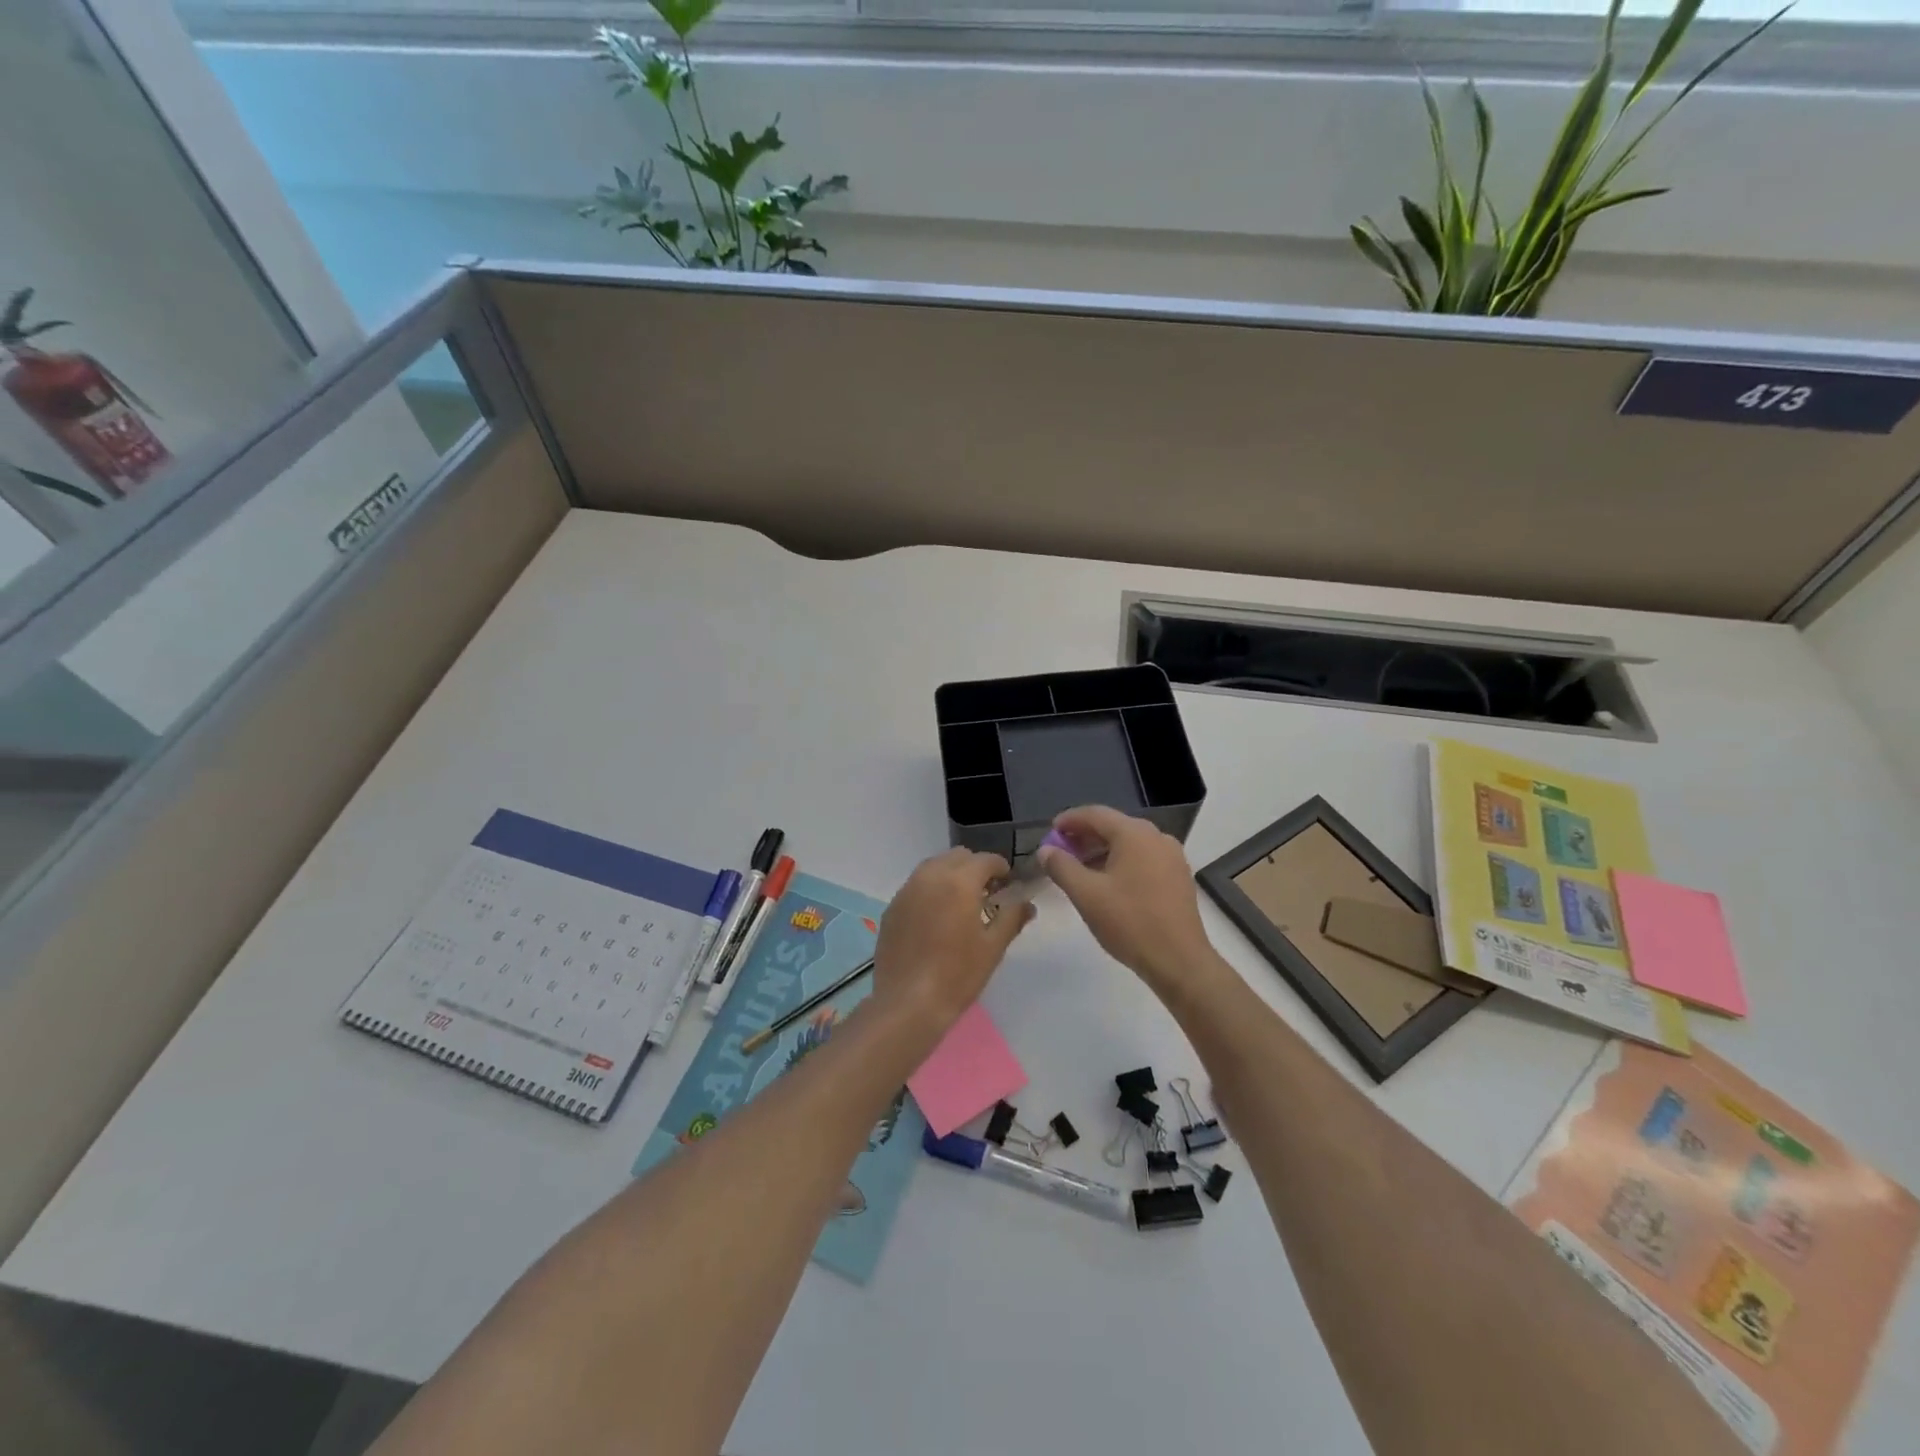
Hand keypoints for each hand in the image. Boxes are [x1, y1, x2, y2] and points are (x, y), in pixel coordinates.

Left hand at [871, 848, 1034, 1033]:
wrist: (907, 1003)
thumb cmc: (957, 975)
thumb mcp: (992, 947)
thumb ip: (1012, 918)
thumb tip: (1027, 903)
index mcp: (959, 882)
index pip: (985, 860)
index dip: (1000, 868)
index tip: (1008, 883)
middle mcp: (930, 876)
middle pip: (958, 857)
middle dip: (975, 868)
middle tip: (987, 892)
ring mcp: (906, 891)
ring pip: (933, 867)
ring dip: (951, 875)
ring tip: (961, 903)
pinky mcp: (892, 908)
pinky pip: (916, 885)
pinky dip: (931, 889)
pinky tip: (936, 916)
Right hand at [1038, 806, 1222, 997]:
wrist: (1179, 960)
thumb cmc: (1129, 922)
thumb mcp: (1086, 894)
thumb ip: (1061, 867)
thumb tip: (1046, 850)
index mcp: (1134, 834)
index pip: (1095, 814)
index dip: (1069, 820)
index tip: (1050, 832)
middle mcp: (1157, 837)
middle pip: (1114, 827)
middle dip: (1084, 837)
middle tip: (1061, 852)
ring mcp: (1172, 857)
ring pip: (1129, 844)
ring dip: (1102, 851)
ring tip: (1080, 870)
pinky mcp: (1178, 877)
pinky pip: (1143, 859)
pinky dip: (1121, 863)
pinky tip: (1107, 883)